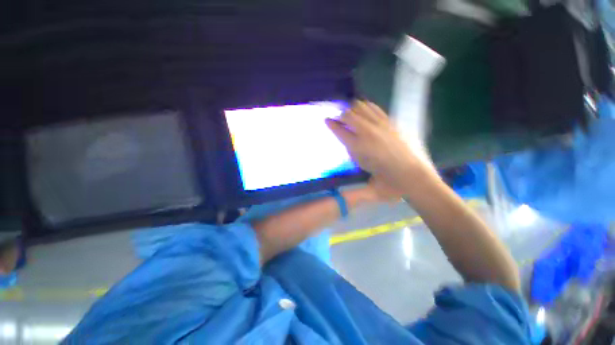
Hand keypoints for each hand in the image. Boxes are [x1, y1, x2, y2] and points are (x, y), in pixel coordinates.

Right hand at [326, 100, 433, 193]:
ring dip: (352, 109)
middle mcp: (367, 131)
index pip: (339, 130)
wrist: (411, 173)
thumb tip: (347, 138)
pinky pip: (374, 107)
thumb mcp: (362, 167)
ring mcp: (380, 123)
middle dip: (340, 116)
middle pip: (348, 114)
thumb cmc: (383, 177)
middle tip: (339, 120)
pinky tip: (365, 111)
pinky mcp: (390, 120)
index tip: (326, 120)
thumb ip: (351, 150)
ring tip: (351, 115)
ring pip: (361, 106)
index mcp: (358, 146)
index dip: (331, 124)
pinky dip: (365, 107)